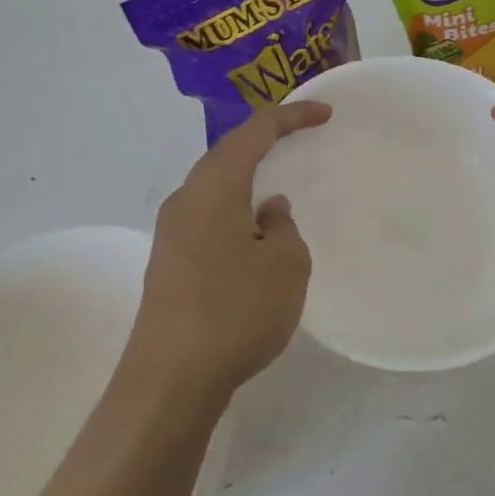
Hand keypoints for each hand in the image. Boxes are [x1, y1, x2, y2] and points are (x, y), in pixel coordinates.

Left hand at [128, 101, 332, 402]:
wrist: (169, 381)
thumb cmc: (235, 312)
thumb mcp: (284, 264)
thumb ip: (283, 226)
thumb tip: (267, 211)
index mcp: (213, 188)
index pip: (253, 133)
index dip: (291, 117)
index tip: (325, 114)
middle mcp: (185, 200)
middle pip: (227, 153)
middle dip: (265, 140)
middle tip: (301, 136)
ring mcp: (171, 233)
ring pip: (215, 186)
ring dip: (248, 177)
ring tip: (280, 180)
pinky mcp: (170, 263)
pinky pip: (208, 215)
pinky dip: (236, 207)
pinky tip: (255, 231)